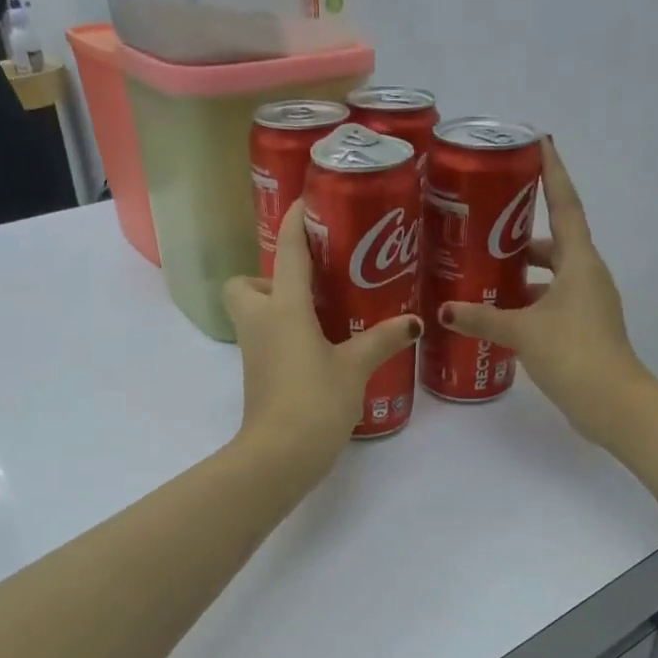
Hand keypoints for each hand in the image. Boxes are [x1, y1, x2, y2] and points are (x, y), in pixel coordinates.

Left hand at [223, 201, 421, 475]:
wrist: (280, 455)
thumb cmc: (314, 401)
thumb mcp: (354, 368)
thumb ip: (382, 340)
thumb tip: (412, 322)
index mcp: (283, 309)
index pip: (288, 252)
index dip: (296, 222)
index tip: (307, 202)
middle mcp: (261, 323)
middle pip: (245, 284)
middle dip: (269, 277)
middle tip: (311, 285)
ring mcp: (254, 352)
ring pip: (254, 314)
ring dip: (279, 306)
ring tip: (323, 314)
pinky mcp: (258, 376)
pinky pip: (267, 340)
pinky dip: (286, 335)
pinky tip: (320, 347)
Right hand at [439, 137, 657, 445]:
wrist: (612, 403)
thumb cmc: (573, 354)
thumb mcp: (522, 332)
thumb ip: (482, 318)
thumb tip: (444, 310)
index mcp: (580, 262)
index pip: (566, 206)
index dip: (553, 174)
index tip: (540, 144)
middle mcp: (587, 276)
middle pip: (556, 242)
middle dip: (523, 233)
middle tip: (486, 224)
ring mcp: (587, 304)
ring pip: (552, 276)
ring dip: (523, 272)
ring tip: (483, 272)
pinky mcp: (582, 329)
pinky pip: (551, 302)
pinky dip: (528, 301)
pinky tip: (500, 313)